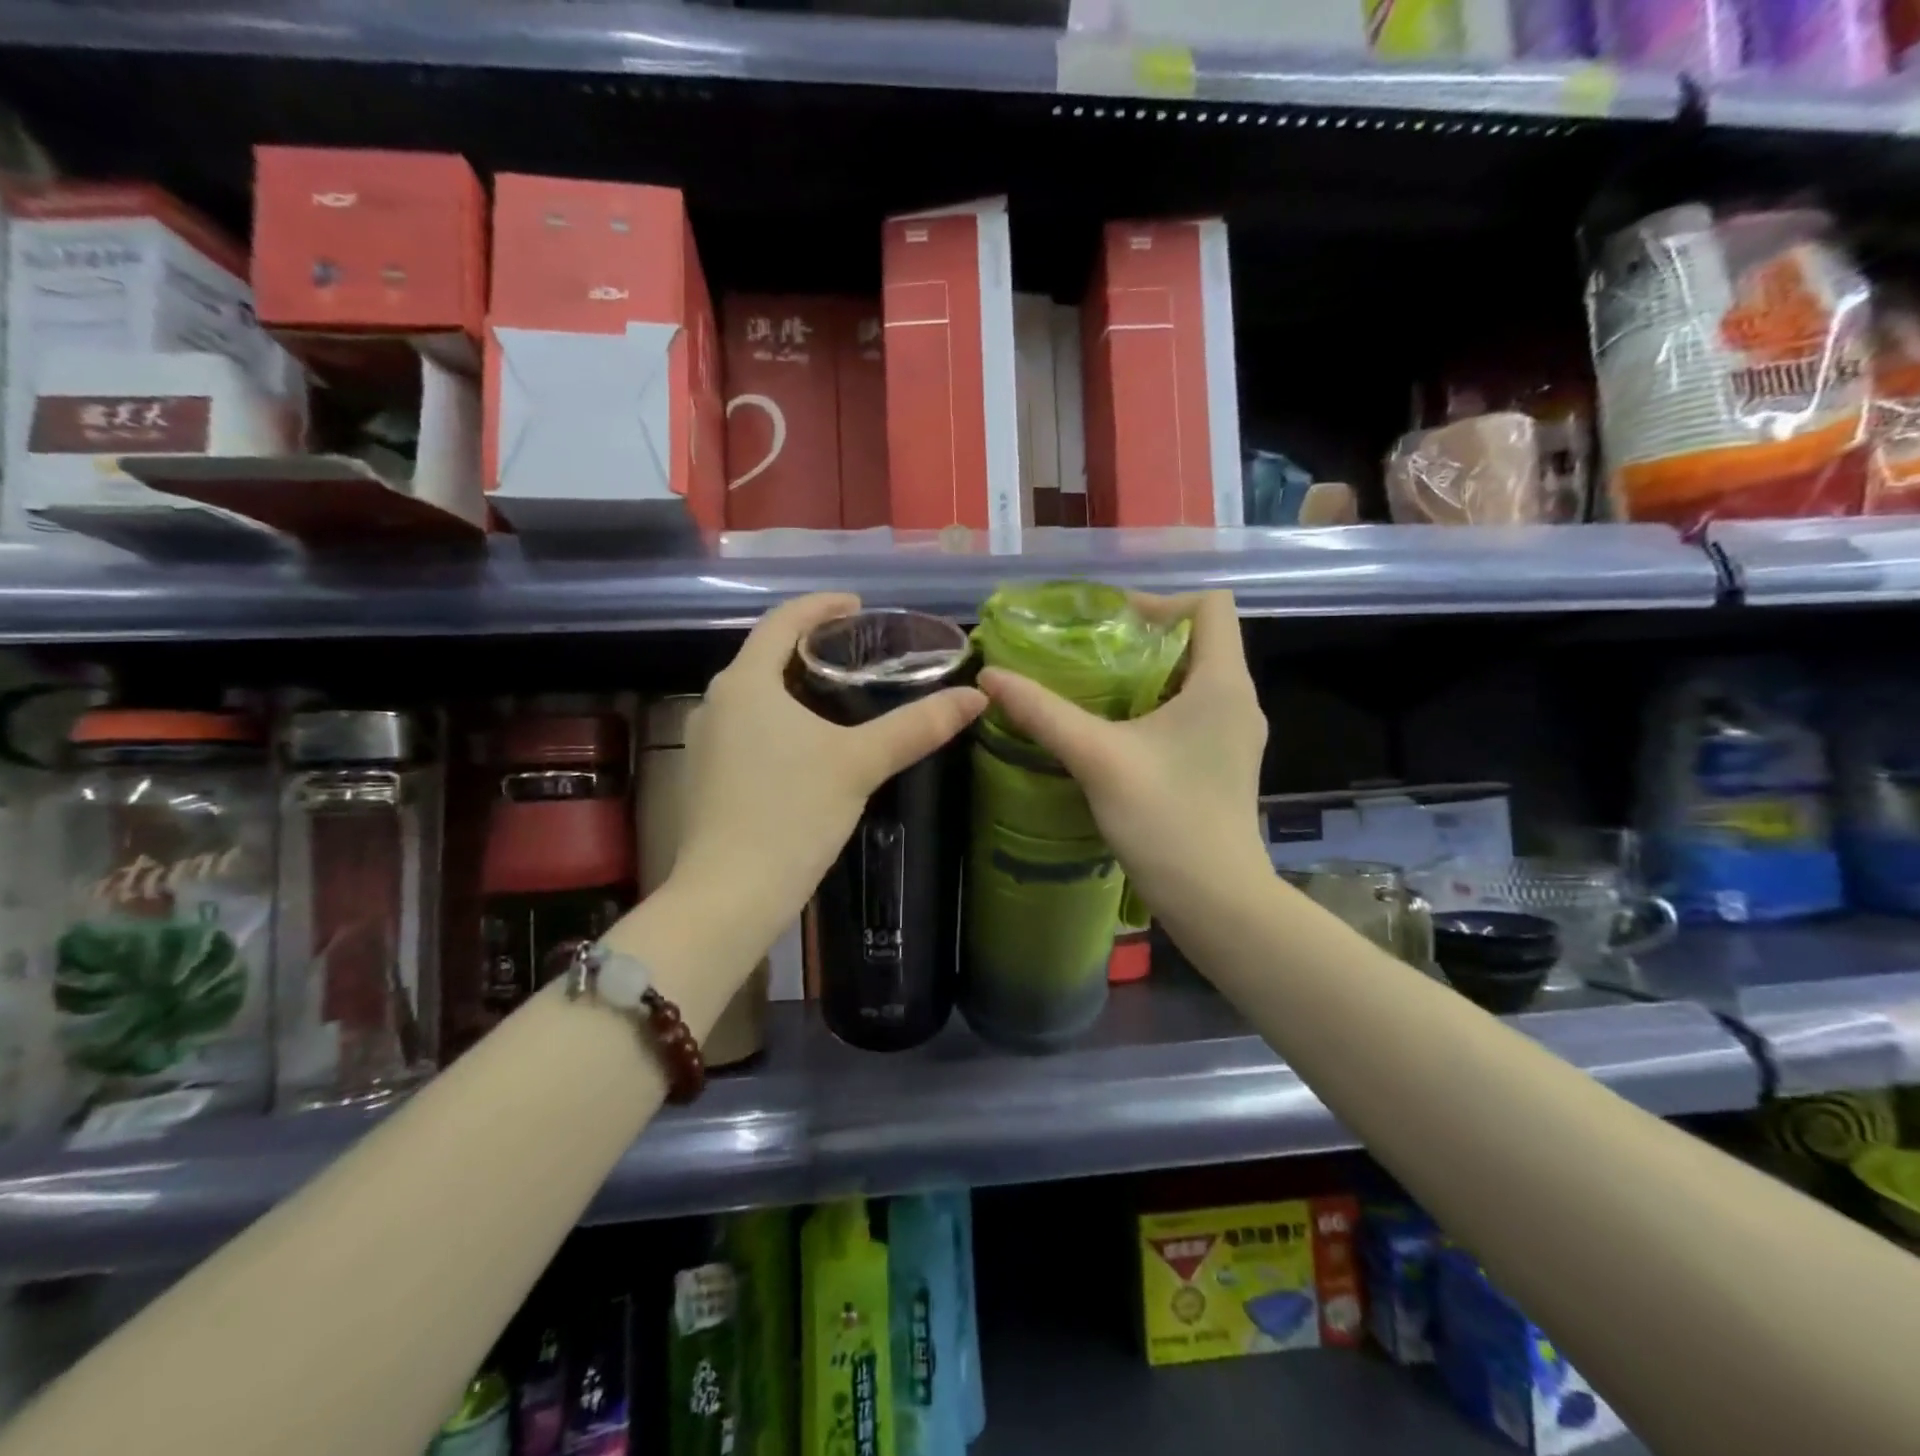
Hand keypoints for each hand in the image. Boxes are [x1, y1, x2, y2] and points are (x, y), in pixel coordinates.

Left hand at [671, 593, 986, 949]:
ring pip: (756, 694)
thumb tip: (974, 698)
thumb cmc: (792, 814)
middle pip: (766, 655)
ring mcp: (705, 740)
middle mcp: (716, 701)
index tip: (859, 607)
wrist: (730, 894)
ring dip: (795, 684)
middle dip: (811, 646)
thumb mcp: (861, 763)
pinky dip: (780, 717)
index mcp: (746, 682)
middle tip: (860, 652)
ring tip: (842, 693)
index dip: (822, 606)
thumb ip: (917, 726)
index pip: (782, 620)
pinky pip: (747, 726)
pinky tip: (810, 743)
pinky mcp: (706, 775)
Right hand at [977, 590, 1268, 928]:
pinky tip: (1116, 736)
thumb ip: (1043, 713)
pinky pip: (1192, 714)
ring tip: (1094, 693)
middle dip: (1142, 641)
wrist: (1215, 899)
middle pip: (1198, 642)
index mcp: (1223, 683)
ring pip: (1193, 681)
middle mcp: (1239, 701)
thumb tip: (991, 677)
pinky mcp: (1224, 765)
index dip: (1162, 603)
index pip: (1210, 606)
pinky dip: (1156, 710)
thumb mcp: (1097, 758)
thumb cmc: (1166, 819)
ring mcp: (1235, 736)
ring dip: (1146, 678)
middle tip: (1088, 657)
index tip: (1111, 627)